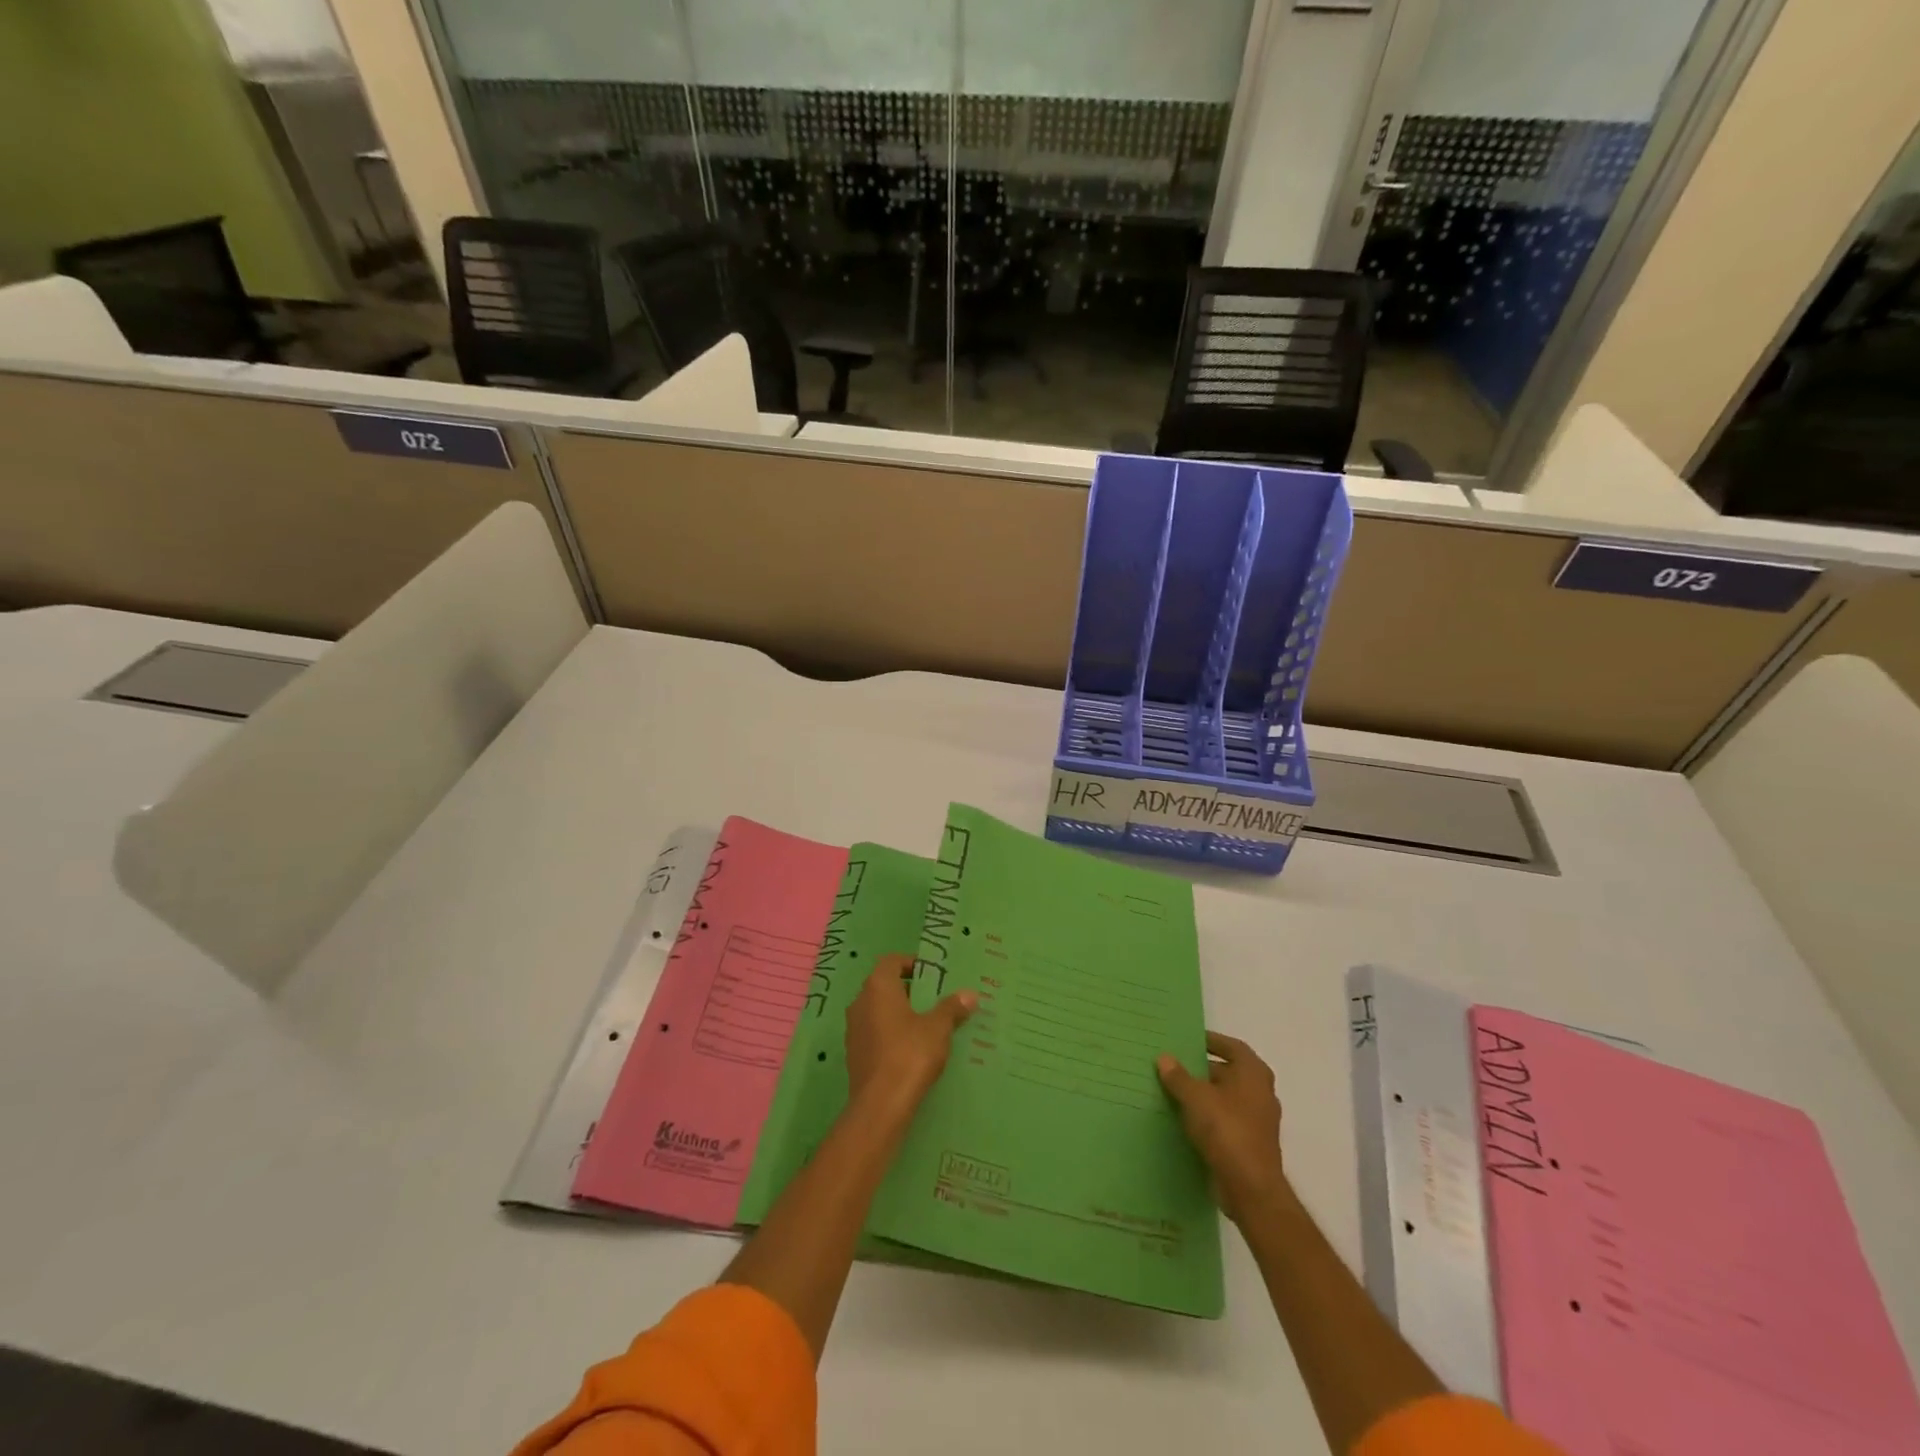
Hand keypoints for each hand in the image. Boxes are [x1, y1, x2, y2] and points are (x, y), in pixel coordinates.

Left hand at [845, 953, 975, 1117]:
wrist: (880, 1105)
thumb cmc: (910, 1054)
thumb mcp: (938, 1028)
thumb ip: (952, 1008)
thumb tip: (970, 994)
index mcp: (878, 987)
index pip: (891, 961)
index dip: (910, 963)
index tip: (931, 974)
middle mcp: (860, 1002)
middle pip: (883, 985)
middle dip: (907, 989)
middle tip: (933, 999)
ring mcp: (853, 1029)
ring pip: (877, 1010)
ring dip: (898, 1013)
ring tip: (925, 1025)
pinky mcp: (854, 1054)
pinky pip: (874, 1033)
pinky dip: (890, 1033)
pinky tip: (910, 1049)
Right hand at [1157, 1032, 1286, 1223]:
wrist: (1251, 1188)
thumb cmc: (1227, 1130)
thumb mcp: (1195, 1097)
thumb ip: (1178, 1076)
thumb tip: (1164, 1058)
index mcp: (1253, 1074)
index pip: (1232, 1046)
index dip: (1212, 1041)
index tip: (1189, 1039)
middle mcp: (1260, 1093)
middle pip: (1228, 1072)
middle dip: (1202, 1069)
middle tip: (1174, 1066)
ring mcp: (1257, 1121)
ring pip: (1226, 1099)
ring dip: (1204, 1095)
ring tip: (1173, 1092)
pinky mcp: (1250, 1144)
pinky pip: (1225, 1122)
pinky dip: (1208, 1118)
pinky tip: (1184, 1120)